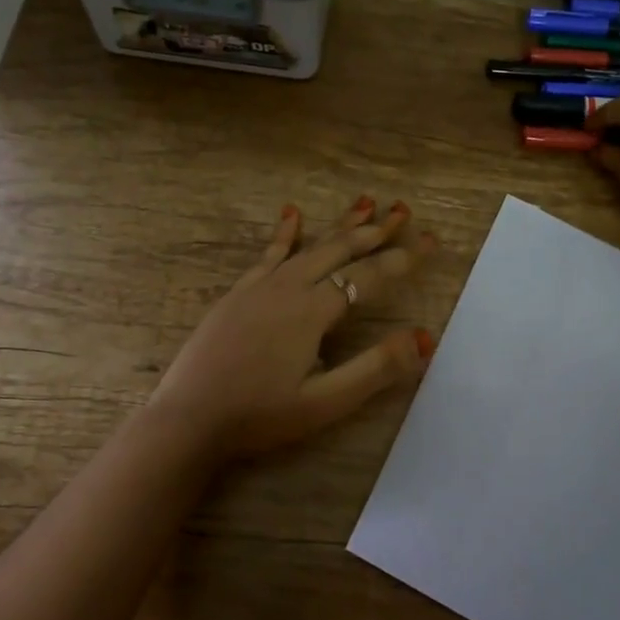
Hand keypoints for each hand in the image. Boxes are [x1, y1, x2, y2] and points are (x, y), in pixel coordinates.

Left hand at [147, 196, 436, 457]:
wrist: (188, 418)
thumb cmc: (260, 415)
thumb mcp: (325, 402)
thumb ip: (375, 369)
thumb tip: (424, 337)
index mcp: (313, 311)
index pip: (370, 276)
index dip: (404, 259)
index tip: (431, 240)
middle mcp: (289, 287)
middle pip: (341, 249)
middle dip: (376, 230)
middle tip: (404, 211)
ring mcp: (260, 286)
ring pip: (310, 245)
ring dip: (341, 224)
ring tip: (366, 201)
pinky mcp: (239, 293)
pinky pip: (269, 253)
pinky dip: (285, 232)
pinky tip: (293, 212)